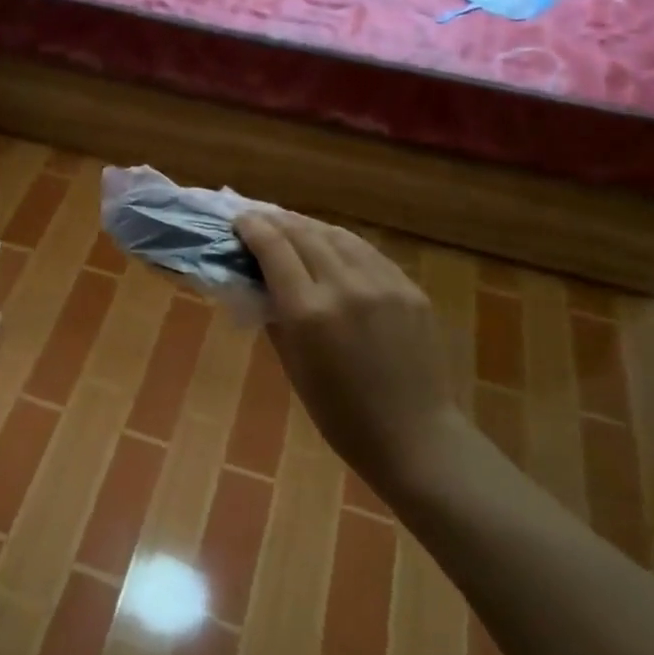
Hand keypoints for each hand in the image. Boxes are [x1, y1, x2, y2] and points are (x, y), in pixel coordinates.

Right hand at [236, 211, 466, 502]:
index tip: (240, 221)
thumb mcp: (292, 365)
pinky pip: (369, 254)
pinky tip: (332, 246)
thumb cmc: (339, 414)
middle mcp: (345, 287)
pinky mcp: (410, 289)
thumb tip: (261, 281)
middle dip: (277, 221)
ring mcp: (384, 284)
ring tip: (293, 226)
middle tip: (260, 219)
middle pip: (305, 234)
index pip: (275, 249)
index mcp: (309, 312)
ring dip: (310, 226)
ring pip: (339, 236)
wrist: (413, 435)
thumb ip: (276, 315)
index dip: (254, 229)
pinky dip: (343, 244)